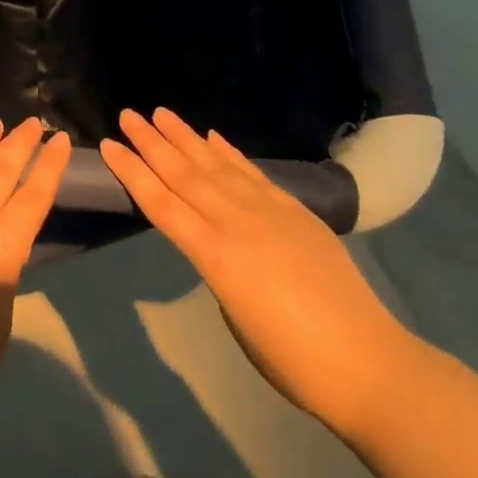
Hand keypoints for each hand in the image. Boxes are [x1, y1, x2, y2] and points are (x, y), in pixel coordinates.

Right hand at [100, 107, 417, 433]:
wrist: (368, 364)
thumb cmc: (290, 359)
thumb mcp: (234, 316)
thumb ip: (218, 271)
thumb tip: (219, 246)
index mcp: (214, 255)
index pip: (161, 203)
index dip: (132, 172)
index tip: (109, 145)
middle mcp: (236, 223)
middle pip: (184, 174)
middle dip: (152, 143)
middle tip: (128, 114)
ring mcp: (270, 213)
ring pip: (217, 165)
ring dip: (186, 137)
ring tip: (162, 113)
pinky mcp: (297, 213)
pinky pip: (254, 174)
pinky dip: (231, 154)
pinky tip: (213, 137)